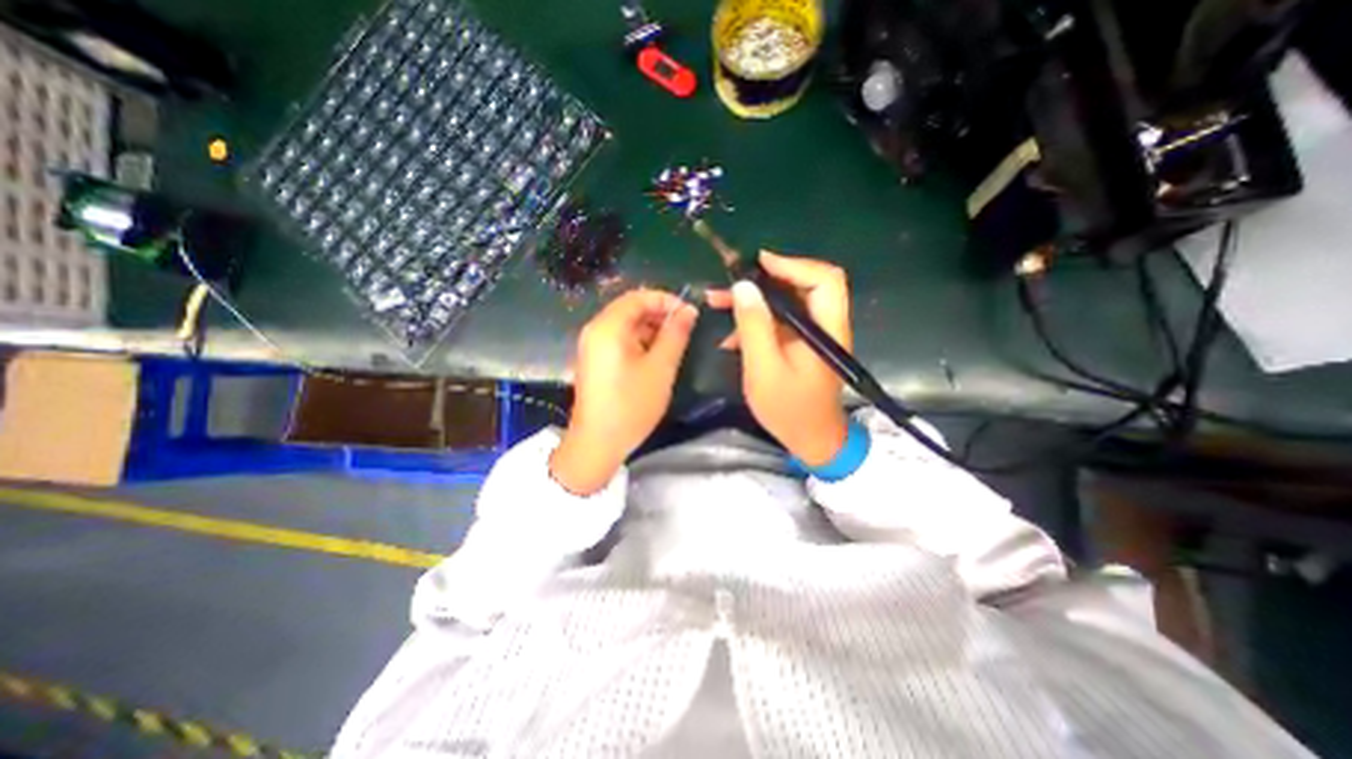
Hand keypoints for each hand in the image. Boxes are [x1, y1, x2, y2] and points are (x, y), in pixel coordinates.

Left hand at [549, 286, 695, 495]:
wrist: (597, 443)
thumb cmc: (631, 404)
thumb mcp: (660, 367)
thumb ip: (675, 334)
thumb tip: (688, 310)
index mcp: (608, 326)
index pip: (638, 296)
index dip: (666, 300)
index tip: (690, 313)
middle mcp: (595, 330)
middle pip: (630, 309)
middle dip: (659, 315)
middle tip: (685, 330)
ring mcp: (592, 346)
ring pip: (626, 325)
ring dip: (651, 329)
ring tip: (674, 344)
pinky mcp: (595, 361)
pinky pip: (619, 340)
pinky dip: (639, 342)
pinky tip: (656, 357)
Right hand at [704, 255, 848, 464]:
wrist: (811, 440)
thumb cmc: (789, 409)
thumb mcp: (764, 369)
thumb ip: (754, 327)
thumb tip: (743, 286)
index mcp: (825, 328)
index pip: (824, 279)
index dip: (793, 264)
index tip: (757, 264)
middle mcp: (824, 325)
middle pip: (802, 285)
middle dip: (763, 281)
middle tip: (729, 283)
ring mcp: (812, 335)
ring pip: (785, 303)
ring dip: (754, 301)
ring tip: (718, 302)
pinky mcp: (801, 345)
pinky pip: (778, 323)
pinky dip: (756, 323)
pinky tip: (731, 338)